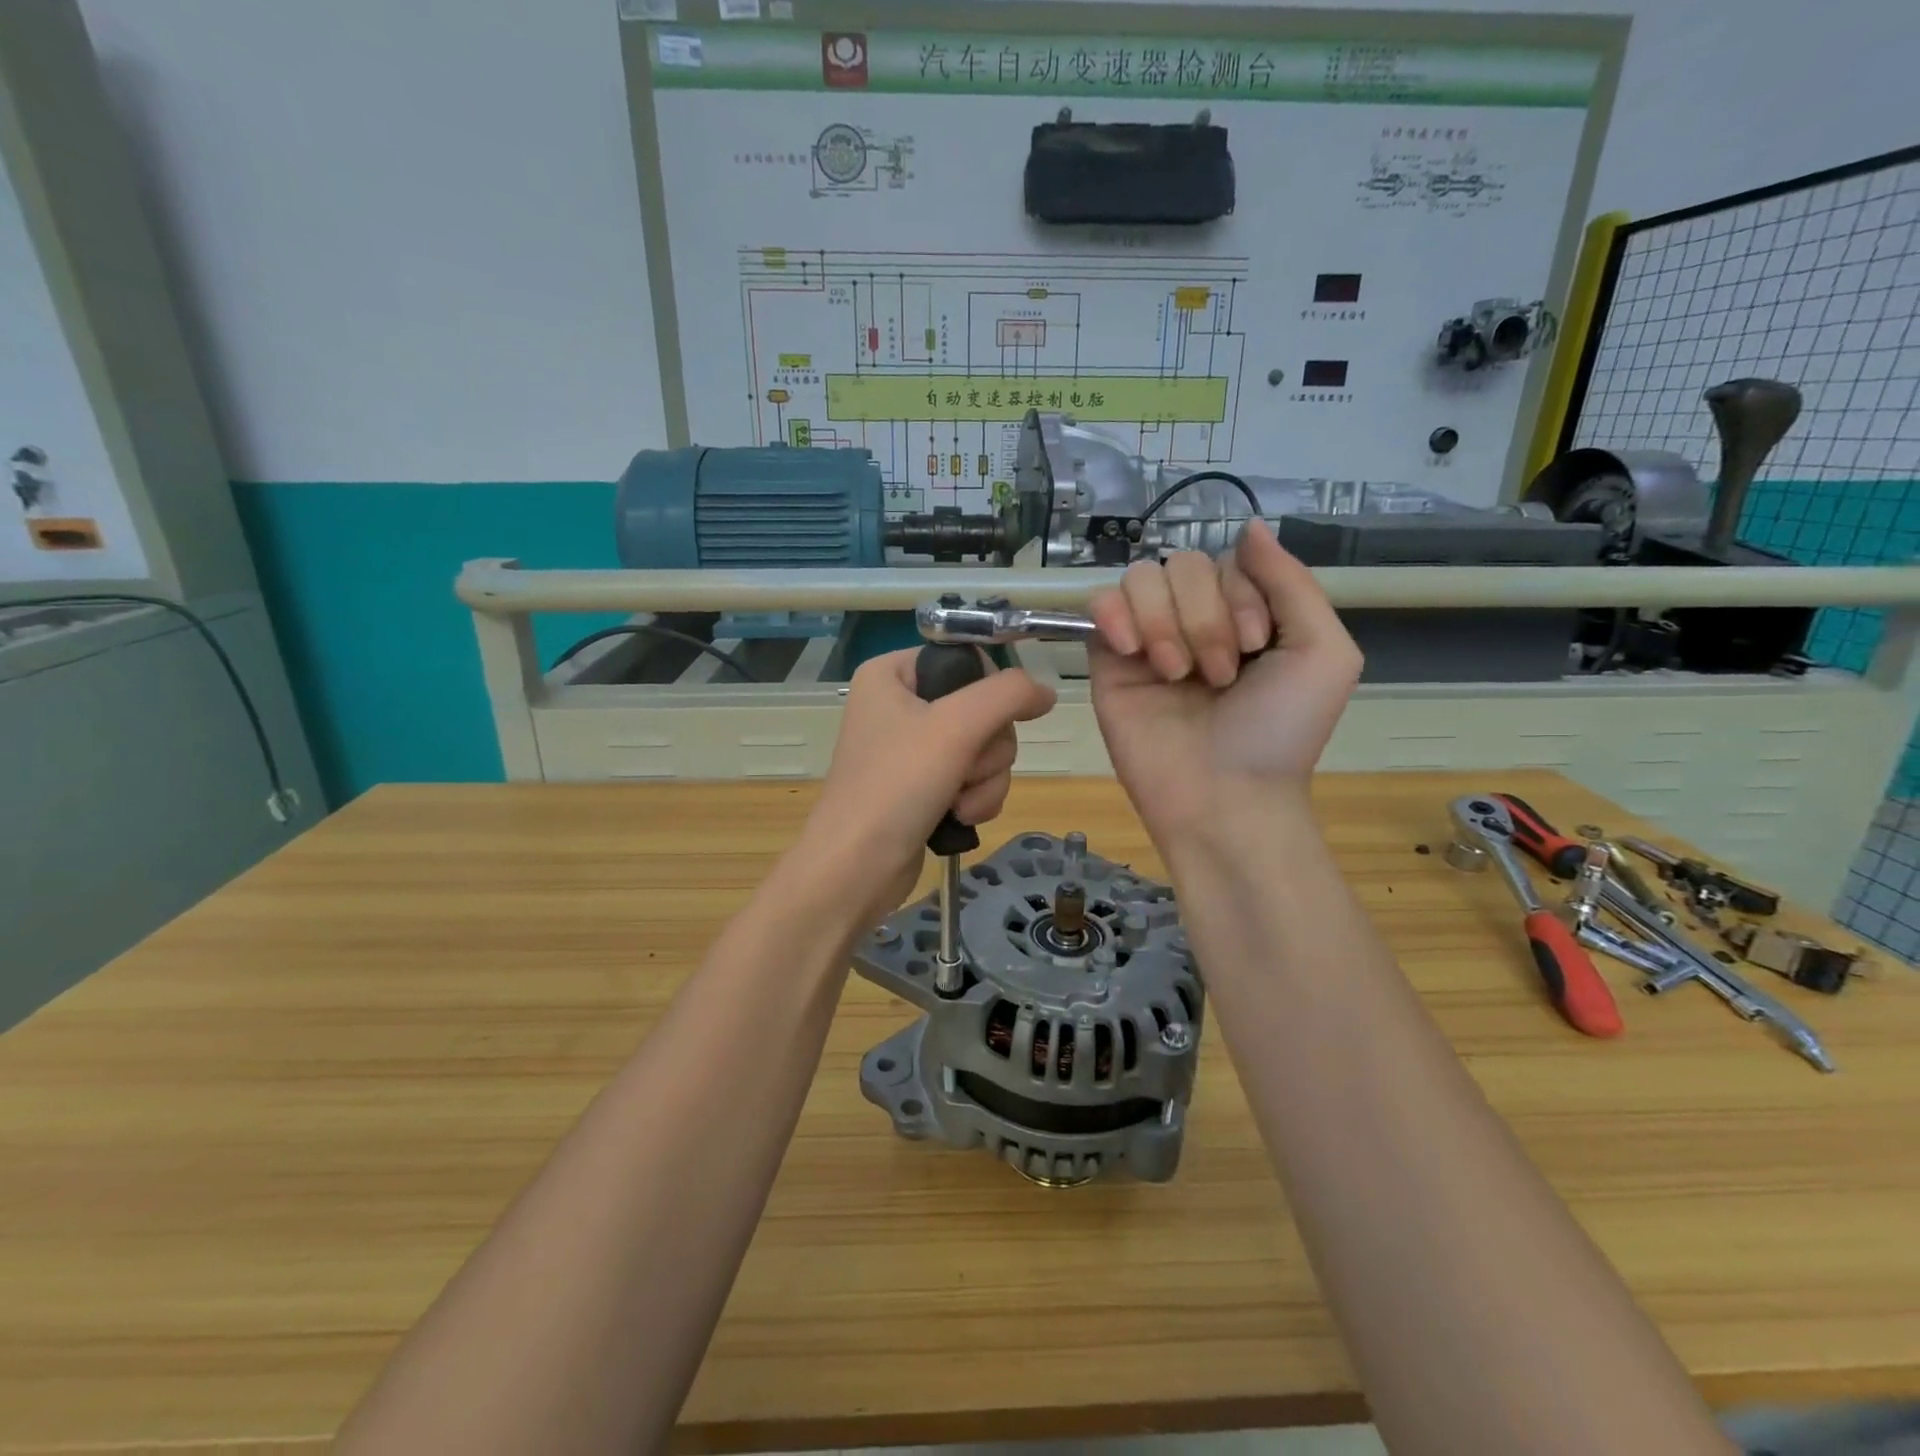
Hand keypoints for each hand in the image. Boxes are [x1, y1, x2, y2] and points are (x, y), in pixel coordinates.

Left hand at [798, 648, 1056, 926]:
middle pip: (983, 710)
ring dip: (985, 780)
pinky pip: (974, 778)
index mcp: (892, 673)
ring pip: (986, 749)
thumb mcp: (956, 727)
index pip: (968, 661)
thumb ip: (1009, 695)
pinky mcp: (923, 787)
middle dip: (986, 750)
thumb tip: (1047, 692)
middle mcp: (900, 704)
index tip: (981, 724)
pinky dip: (976, 798)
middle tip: (962, 770)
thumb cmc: (897, 785)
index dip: (989, 694)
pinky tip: (959, 817)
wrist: (857, 869)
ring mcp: (913, 749)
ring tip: (958, 803)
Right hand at [1089, 518, 1361, 843]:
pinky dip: (1116, 615)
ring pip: (1142, 578)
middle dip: (1205, 618)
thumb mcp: (1322, 653)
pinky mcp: (1108, 660)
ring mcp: (1147, 638)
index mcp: (1245, 614)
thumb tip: (1250, 526)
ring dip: (1166, 623)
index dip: (1240, 595)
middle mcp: (1194, 619)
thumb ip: (1291, 582)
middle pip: (1184, 564)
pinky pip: (1100, 604)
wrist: (1223, 797)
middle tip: (1218, 676)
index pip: (1228, 561)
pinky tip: (1134, 653)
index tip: (1255, 648)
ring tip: (1177, 676)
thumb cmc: (1280, 733)